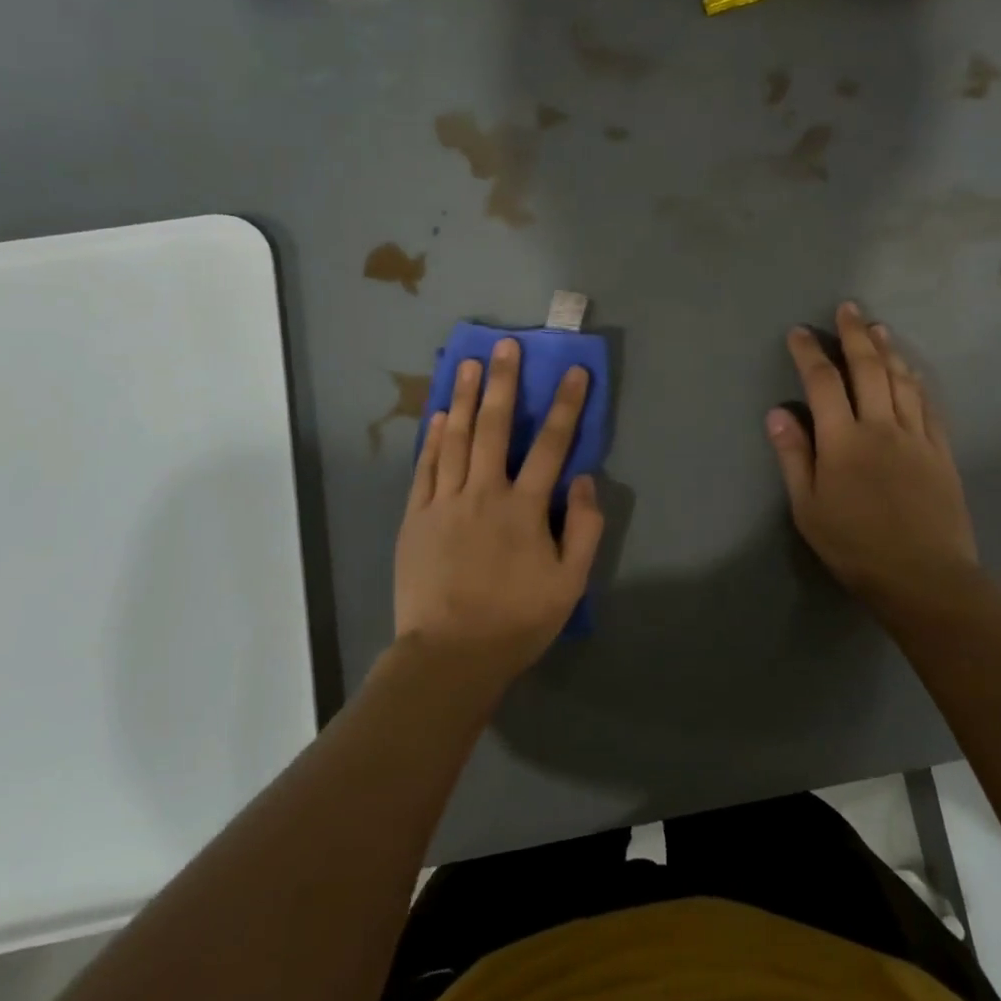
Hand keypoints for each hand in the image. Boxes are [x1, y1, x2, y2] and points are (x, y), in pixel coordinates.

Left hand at [393, 338, 603, 691]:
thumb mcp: (569, 582)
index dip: (565, 405)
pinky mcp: (415, 517)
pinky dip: (432, 439)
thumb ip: (585, 527)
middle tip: (505, 346)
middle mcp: (483, 492)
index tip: (572, 372)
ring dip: (462, 398)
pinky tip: (437, 416)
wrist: (450, 654)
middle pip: (494, 427)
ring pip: (454, 438)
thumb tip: (583, 478)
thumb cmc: (516, 620)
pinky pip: (425, 467)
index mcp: (524, 507)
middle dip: (502, 382)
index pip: (551, 444)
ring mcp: (444, 502)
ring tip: (467, 363)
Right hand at [767, 302, 977, 608]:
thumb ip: (794, 456)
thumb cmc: (854, 546)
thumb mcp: (808, 507)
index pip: (822, 383)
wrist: (923, 576)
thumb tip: (778, 413)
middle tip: (847, 308)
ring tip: (877, 327)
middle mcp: (881, 427)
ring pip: (901, 380)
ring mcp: (916, 436)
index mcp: (843, 440)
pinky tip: (911, 370)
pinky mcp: (941, 451)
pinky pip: (928, 405)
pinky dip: (917, 381)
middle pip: (868, 369)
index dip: (809, 353)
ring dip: (888, 350)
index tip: (799, 332)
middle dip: (854, 335)